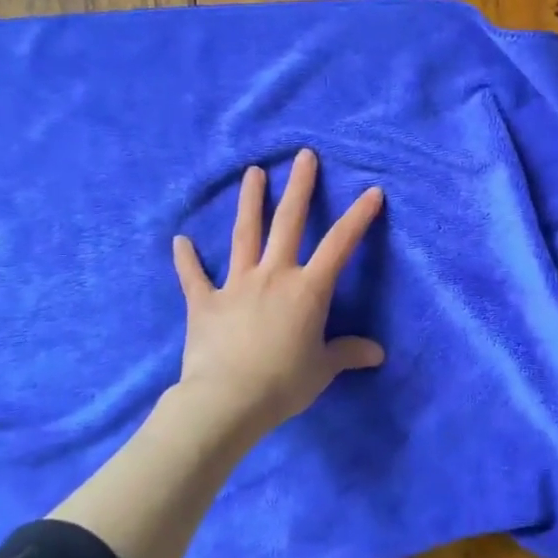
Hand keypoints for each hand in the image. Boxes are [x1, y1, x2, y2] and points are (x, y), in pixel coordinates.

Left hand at [171, 148, 384, 439]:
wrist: (226, 401)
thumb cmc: (283, 383)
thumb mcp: (323, 369)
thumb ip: (347, 353)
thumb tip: (377, 353)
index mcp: (308, 289)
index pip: (340, 245)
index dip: (359, 217)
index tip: (373, 191)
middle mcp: (274, 275)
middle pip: (288, 222)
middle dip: (299, 187)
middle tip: (303, 156)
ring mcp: (236, 284)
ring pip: (244, 235)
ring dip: (250, 202)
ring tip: (253, 173)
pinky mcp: (205, 302)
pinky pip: (194, 276)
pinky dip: (186, 259)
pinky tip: (180, 240)